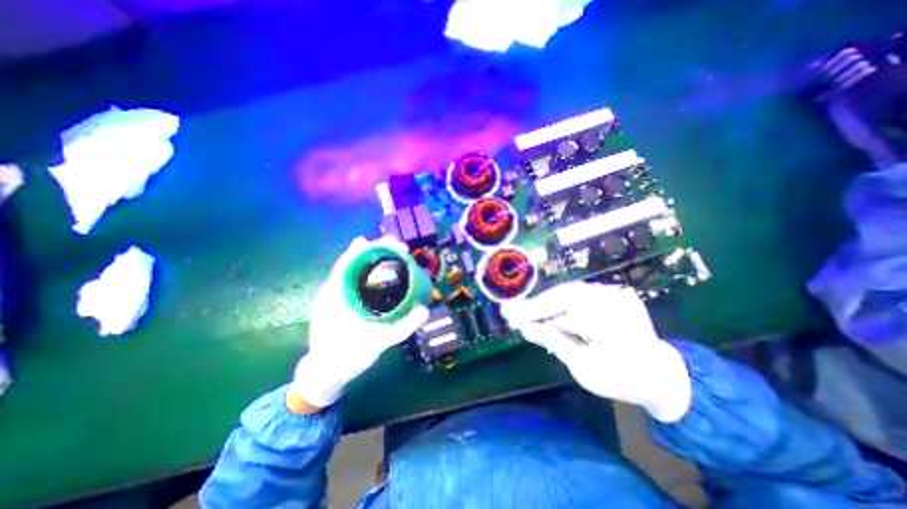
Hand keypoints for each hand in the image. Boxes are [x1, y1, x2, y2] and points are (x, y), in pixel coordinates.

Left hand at [290, 238, 431, 408]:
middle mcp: (334, 291)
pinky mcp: (342, 303)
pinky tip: (384, 274)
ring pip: (355, 271)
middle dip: (376, 250)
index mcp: (336, 295)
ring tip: (395, 254)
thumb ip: (401, 328)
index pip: (351, 261)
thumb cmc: (346, 358)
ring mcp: (337, 296)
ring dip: (373, 260)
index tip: (391, 242)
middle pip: (355, 262)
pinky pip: (356, 282)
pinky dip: (370, 273)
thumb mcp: (377, 344)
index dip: (371, 248)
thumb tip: (425, 310)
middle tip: (399, 246)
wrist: (324, 375)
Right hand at [498, 283, 692, 421]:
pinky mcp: (609, 291)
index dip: (534, 313)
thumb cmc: (621, 379)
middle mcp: (616, 297)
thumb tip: (524, 327)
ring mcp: (614, 291)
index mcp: (616, 320)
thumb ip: (554, 342)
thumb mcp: (584, 369)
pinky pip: (575, 294)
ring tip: (524, 312)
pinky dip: (557, 303)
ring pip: (567, 292)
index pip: (564, 311)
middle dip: (536, 305)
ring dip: (544, 303)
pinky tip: (543, 310)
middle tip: (511, 312)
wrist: (657, 374)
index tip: (510, 316)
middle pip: (564, 295)